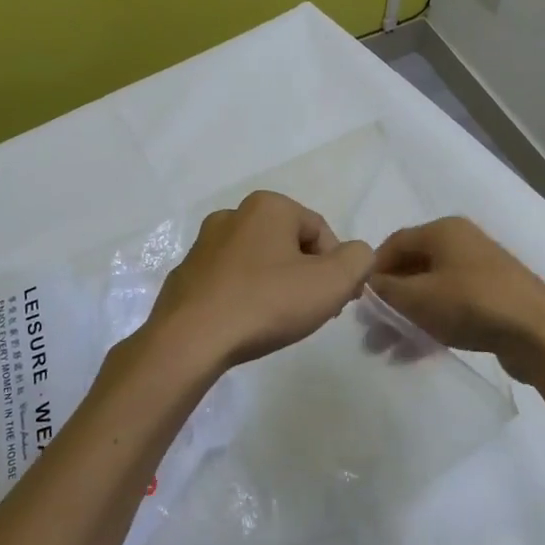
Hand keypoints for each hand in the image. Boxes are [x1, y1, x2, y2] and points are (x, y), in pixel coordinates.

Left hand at [140, 191, 374, 378]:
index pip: (321, 231)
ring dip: (275, 285)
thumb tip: (356, 254)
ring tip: (278, 321)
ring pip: (258, 261)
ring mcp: (204, 244)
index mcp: (268, 206)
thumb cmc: (266, 303)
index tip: (336, 302)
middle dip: (306, 275)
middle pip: (289, 244)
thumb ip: (358, 260)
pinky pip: (229, 280)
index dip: (337, 268)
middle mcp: (233, 214)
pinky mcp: (186, 274)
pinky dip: (244, 296)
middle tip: (311, 312)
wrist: (190, 339)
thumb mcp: (332, 282)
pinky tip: (246, 323)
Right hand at [368, 217, 544, 382]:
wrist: (540, 334)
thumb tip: (366, 283)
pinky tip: (415, 352)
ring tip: (387, 349)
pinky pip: (450, 306)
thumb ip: (385, 289)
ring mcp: (480, 270)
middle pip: (411, 268)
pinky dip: (430, 323)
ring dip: (406, 317)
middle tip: (371, 332)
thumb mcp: (418, 298)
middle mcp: (461, 242)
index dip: (372, 271)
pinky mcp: (493, 296)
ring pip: (430, 290)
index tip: (358, 302)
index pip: (393, 243)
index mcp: (443, 230)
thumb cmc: (472, 305)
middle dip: (388, 301)